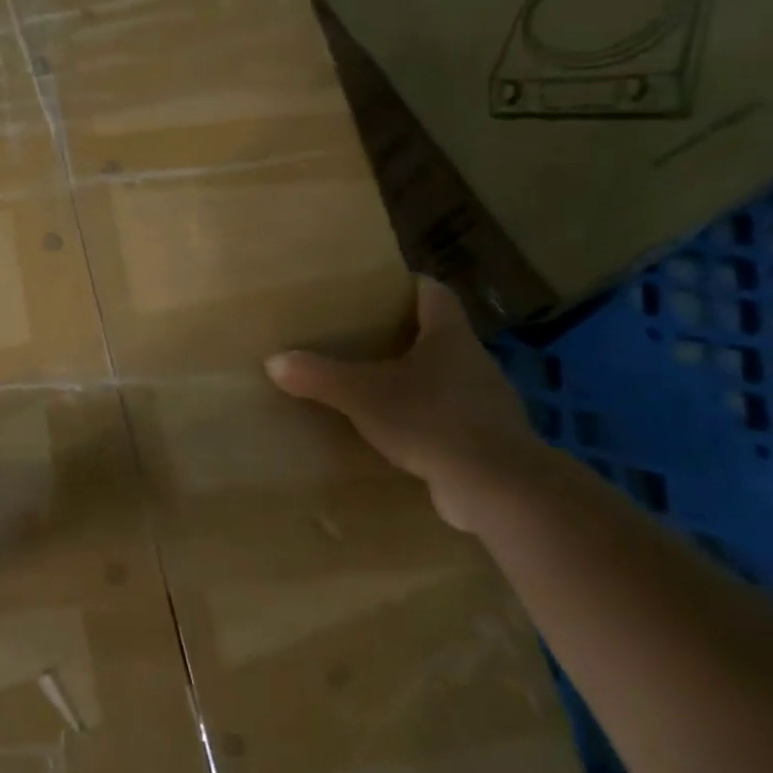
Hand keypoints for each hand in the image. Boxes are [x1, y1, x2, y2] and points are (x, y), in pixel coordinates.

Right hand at [264, 276, 540, 528]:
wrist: (497, 488)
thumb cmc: (431, 421)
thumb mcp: (362, 396)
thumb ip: (319, 376)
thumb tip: (274, 361)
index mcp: (449, 337)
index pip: (434, 293)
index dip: (408, 285)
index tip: (378, 289)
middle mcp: (473, 361)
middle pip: (439, 335)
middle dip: (403, 335)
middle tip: (362, 339)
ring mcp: (486, 403)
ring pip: (446, 378)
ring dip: (416, 380)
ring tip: (375, 387)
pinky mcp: (487, 440)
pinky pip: (451, 417)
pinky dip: (426, 419)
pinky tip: (399, 433)